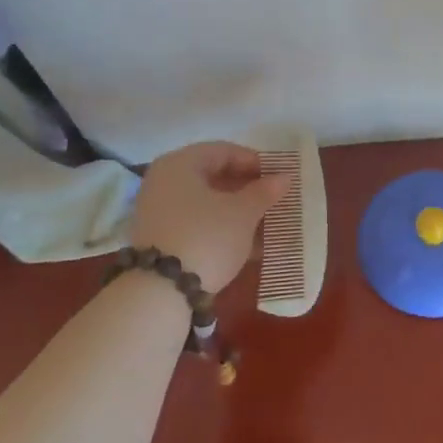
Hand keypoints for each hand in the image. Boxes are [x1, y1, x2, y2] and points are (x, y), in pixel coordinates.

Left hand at [128, 142, 290, 294]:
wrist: (161, 291)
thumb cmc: (207, 237)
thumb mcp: (243, 213)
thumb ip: (264, 192)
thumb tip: (283, 177)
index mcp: (180, 163)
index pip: (224, 151)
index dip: (255, 162)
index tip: (279, 177)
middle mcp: (164, 181)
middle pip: (213, 177)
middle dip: (247, 189)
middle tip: (274, 200)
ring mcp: (159, 211)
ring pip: (207, 203)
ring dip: (237, 211)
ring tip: (267, 224)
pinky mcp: (160, 238)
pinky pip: (198, 223)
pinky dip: (222, 228)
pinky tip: (249, 244)